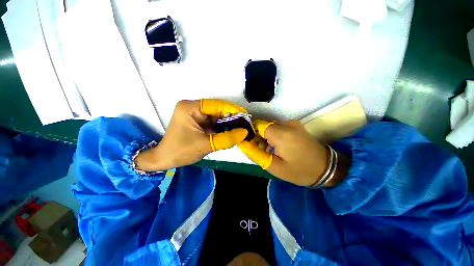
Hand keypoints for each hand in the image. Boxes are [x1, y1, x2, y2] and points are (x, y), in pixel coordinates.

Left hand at [136, 99, 247, 170]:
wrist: (166, 159)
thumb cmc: (181, 151)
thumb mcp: (206, 145)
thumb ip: (226, 139)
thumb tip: (244, 132)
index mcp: (191, 108)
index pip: (216, 105)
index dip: (232, 110)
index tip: (246, 116)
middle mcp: (193, 107)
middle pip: (217, 109)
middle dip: (232, 117)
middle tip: (245, 124)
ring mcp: (195, 113)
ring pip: (217, 116)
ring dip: (228, 122)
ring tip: (241, 128)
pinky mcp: (198, 120)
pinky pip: (214, 121)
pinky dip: (223, 126)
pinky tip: (232, 130)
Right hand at [238, 120, 347, 186]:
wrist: (327, 168)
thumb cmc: (299, 171)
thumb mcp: (274, 166)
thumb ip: (255, 153)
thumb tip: (242, 143)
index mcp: (282, 134)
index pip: (257, 125)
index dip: (250, 133)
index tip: (249, 145)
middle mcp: (287, 124)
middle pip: (263, 126)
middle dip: (258, 137)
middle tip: (261, 152)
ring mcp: (292, 123)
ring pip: (269, 127)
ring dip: (265, 138)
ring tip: (270, 151)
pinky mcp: (295, 126)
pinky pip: (277, 128)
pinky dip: (273, 136)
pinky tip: (277, 147)